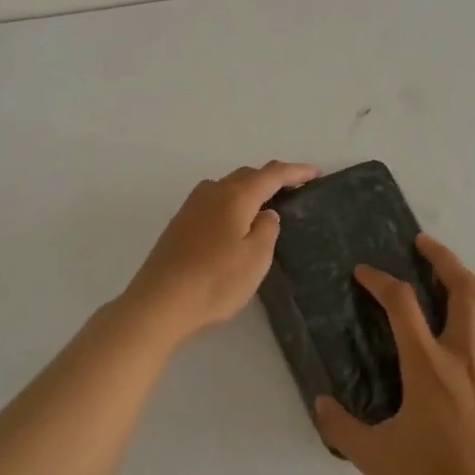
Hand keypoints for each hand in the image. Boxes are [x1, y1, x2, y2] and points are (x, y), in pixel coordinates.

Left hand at [121, 160, 317, 339]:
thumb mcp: (256, 258)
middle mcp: (212, 192)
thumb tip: (266, 213)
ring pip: (227, 186)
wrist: (159, 302)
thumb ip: (267, 230)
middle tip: (294, 187)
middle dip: (271, 178)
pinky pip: (213, 201)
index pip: (271, 174)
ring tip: (266, 203)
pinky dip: (232, 202)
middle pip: (247, 175)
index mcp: (235, 196)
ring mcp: (191, 206)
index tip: (315, 173)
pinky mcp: (179, 223)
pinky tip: (234, 221)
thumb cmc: (215, 281)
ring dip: (249, 189)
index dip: (295, 171)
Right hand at [315, 234, 474, 474]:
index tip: (363, 273)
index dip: (380, 281)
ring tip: (451, 287)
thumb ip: (342, 426)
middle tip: (423, 245)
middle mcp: (463, 357)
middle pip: (464, 287)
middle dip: (443, 257)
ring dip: (470, 290)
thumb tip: (321, 404)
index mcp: (427, 367)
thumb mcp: (374, 457)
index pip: (401, 303)